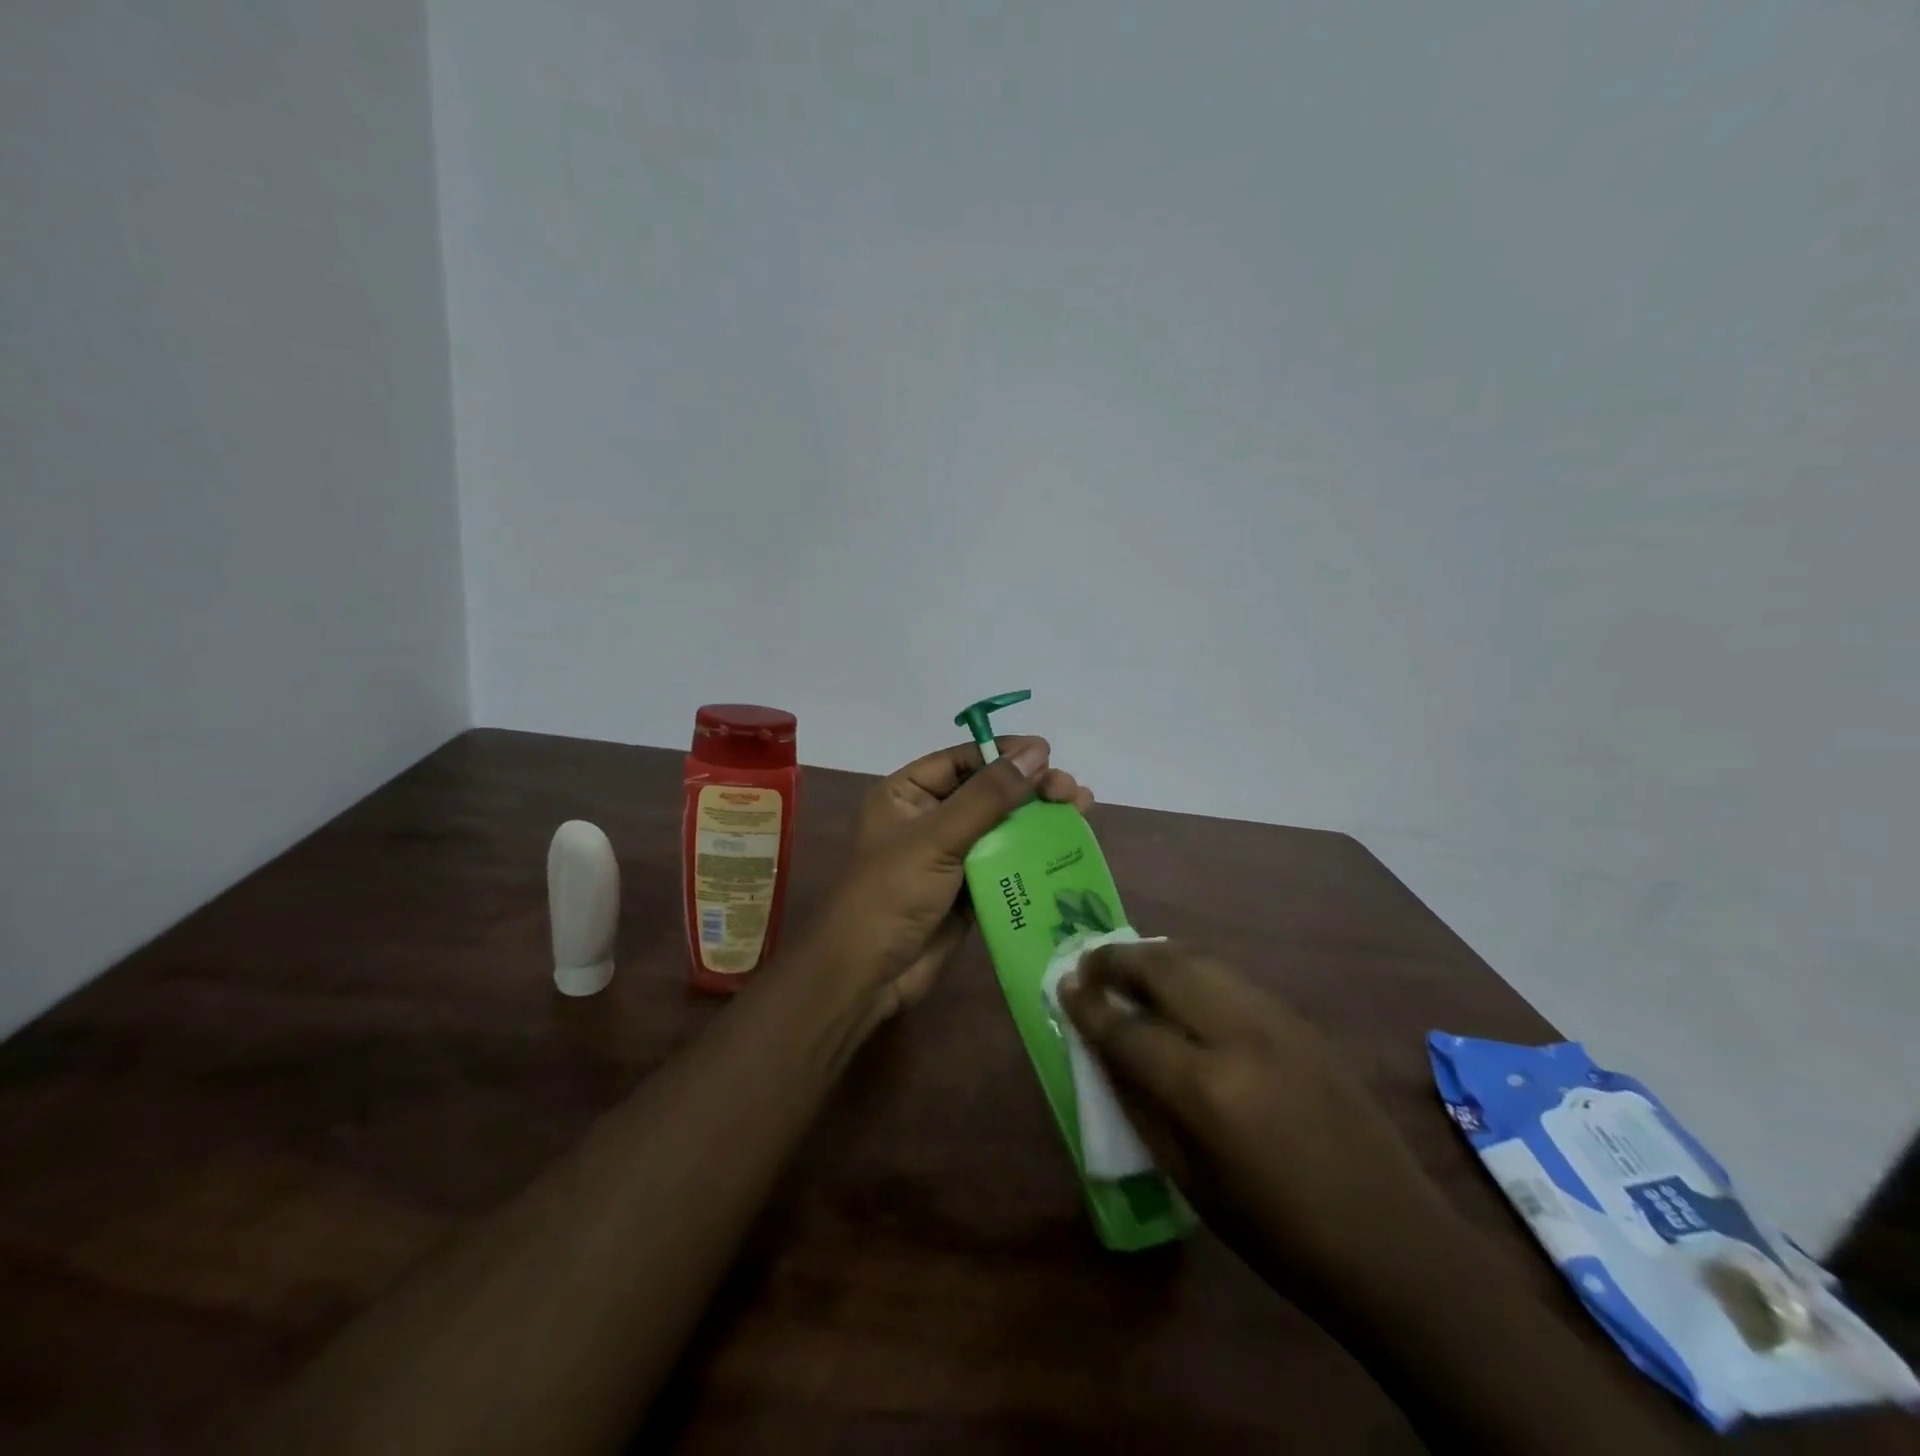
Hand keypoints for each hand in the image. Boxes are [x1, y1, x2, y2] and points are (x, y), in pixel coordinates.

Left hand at [809, 737, 1093, 1022]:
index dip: (1004, 754)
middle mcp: (928, 818)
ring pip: (1001, 827)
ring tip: (1080, 808)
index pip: (961, 760)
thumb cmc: (891, 894)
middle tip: (1071, 791)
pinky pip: (1006, 863)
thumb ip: (989, 796)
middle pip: (987, 791)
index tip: (1048, 753)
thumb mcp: (937, 837)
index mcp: (906, 794)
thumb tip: (1037, 752)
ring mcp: (949, 856)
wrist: (868, 975)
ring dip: (1039, 818)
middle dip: (1029, 788)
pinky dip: (1034, 854)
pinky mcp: (968, 890)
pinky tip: (1066, 845)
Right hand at [1059, 943, 1449, 1292]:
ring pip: (1198, 960)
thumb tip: (1105, 1050)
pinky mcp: (1300, 1019)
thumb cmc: (1278, 1234)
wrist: (1392, 1243)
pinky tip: (1179, 986)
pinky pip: (1229, 977)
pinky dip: (1192, 969)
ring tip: (1126, 965)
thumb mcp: (1190, 1180)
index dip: (1089, 1007)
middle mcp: (1238, 1036)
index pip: (1128, 1030)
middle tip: (1088, 963)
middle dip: (1116, 960)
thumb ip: (1141, 1104)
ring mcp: (1276, 1019)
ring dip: (1153, 955)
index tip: (1063, 986)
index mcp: (1205, 1090)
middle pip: (1162, 969)